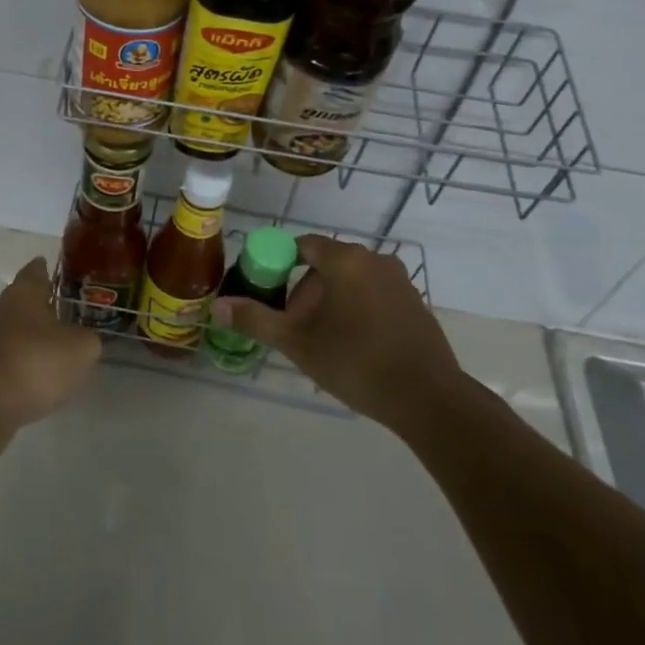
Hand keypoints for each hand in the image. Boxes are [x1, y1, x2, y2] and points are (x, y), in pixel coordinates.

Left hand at [0, 259, 100, 433]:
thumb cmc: (35, 363)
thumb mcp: (81, 349)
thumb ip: (87, 338)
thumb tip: (82, 338)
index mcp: (23, 293)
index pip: (35, 271)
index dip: (46, 269)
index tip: (53, 269)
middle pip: (20, 300)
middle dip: (38, 306)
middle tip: (61, 313)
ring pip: (9, 330)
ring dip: (27, 338)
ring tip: (50, 350)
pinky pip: (2, 358)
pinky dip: (17, 364)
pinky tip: (31, 379)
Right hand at [211, 236, 464, 424]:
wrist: (428, 399)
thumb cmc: (356, 361)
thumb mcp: (297, 342)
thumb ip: (255, 319)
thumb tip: (216, 306)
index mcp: (345, 260)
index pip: (302, 246)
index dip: (280, 266)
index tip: (270, 294)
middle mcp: (375, 260)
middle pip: (326, 265)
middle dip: (305, 292)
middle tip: (295, 328)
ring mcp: (400, 282)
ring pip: (351, 282)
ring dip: (331, 304)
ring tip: (323, 343)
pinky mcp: (416, 304)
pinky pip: (374, 296)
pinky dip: (357, 312)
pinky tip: (354, 348)